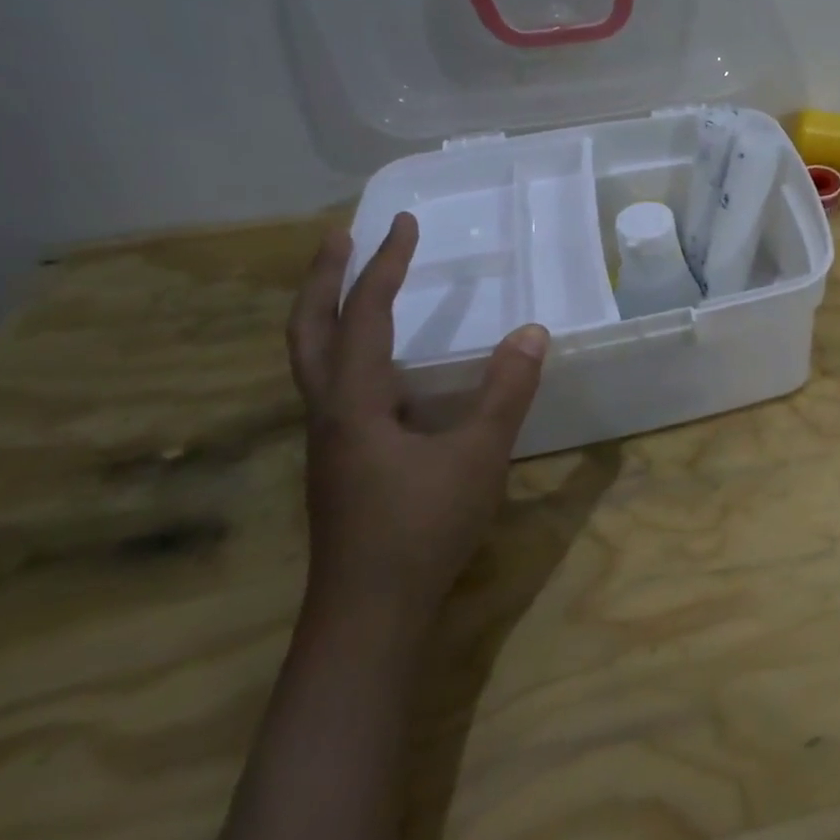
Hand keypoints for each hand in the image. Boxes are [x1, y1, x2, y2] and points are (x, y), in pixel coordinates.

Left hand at [286, 212, 548, 628]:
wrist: (369, 615)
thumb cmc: (421, 528)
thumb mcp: (478, 456)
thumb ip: (505, 391)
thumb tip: (531, 331)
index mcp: (354, 402)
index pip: (364, 316)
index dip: (383, 266)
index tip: (402, 224)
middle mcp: (329, 412)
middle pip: (308, 331)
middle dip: (322, 279)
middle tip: (341, 236)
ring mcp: (330, 440)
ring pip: (313, 361)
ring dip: (328, 313)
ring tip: (353, 285)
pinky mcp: (342, 462)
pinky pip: (336, 386)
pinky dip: (349, 352)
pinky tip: (384, 366)